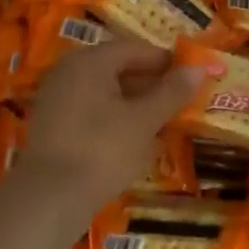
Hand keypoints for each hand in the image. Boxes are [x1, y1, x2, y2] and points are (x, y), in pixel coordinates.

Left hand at [14, 38, 205, 218]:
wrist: (49, 199)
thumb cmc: (103, 151)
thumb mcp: (145, 121)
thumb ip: (172, 92)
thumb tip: (199, 69)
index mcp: (91, 61)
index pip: (137, 49)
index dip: (167, 62)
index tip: (192, 79)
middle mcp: (69, 71)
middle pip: (119, 68)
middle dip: (151, 85)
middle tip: (180, 103)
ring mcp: (57, 98)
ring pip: (105, 92)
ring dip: (135, 104)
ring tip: (162, 124)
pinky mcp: (52, 125)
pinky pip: (91, 111)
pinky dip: (115, 119)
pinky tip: (133, 140)